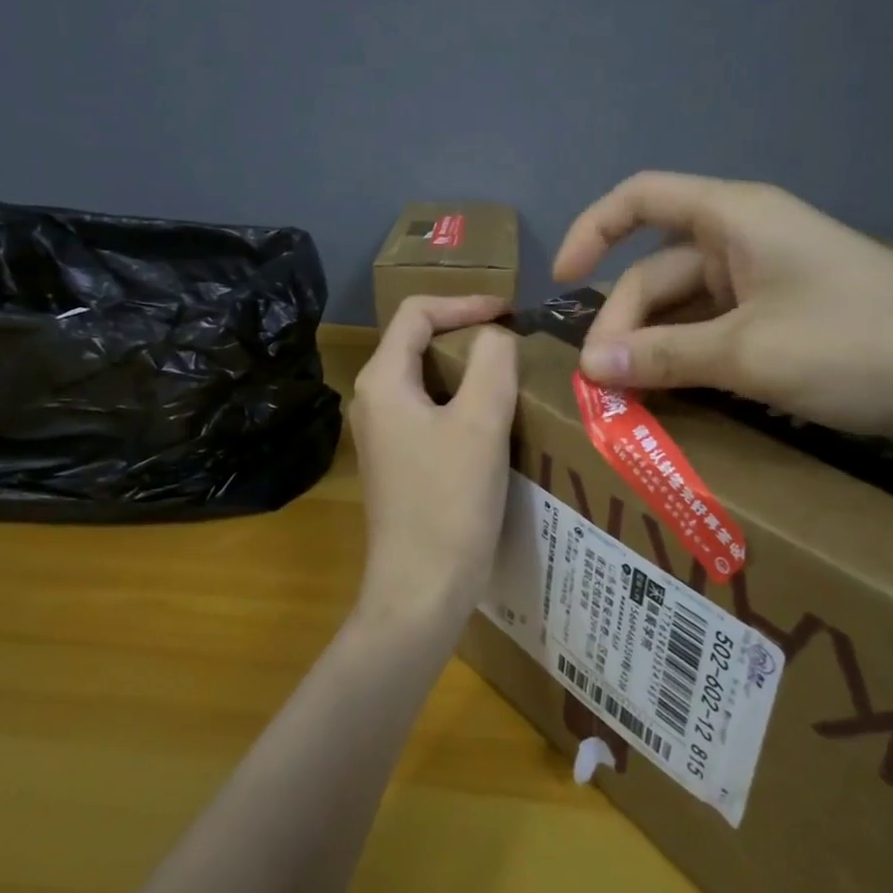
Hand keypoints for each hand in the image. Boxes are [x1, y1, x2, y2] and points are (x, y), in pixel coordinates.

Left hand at [347, 295, 519, 635]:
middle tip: (517, 342)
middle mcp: (374, 400)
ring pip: (429, 380)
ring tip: (515, 376)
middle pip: (420, 342)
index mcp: (383, 380)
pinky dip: (464, 403)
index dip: (466, 302)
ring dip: (470, 371)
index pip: (417, 312)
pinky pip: (432, 413)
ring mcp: (384, 435)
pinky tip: (498, 421)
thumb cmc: (449, 501)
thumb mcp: (480, 421)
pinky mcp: (400, 463)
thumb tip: (495, 337)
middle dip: (468, 334)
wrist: (421, 590)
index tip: (511, 312)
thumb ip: (493, 361)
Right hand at [552, 171, 892, 437]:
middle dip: (625, 323)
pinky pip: (720, 332)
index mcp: (734, 217)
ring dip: (656, 348)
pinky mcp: (791, 322)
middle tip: (604, 386)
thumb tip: (589, 365)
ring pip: (688, 308)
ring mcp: (771, 282)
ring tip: (631, 400)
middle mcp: (747, 240)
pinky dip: (693, 361)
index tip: (561, 284)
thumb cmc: (857, 344)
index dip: (592, 230)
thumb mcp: (747, 352)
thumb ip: (663, 356)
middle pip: (658, 270)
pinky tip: (678, 397)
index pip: (640, 198)